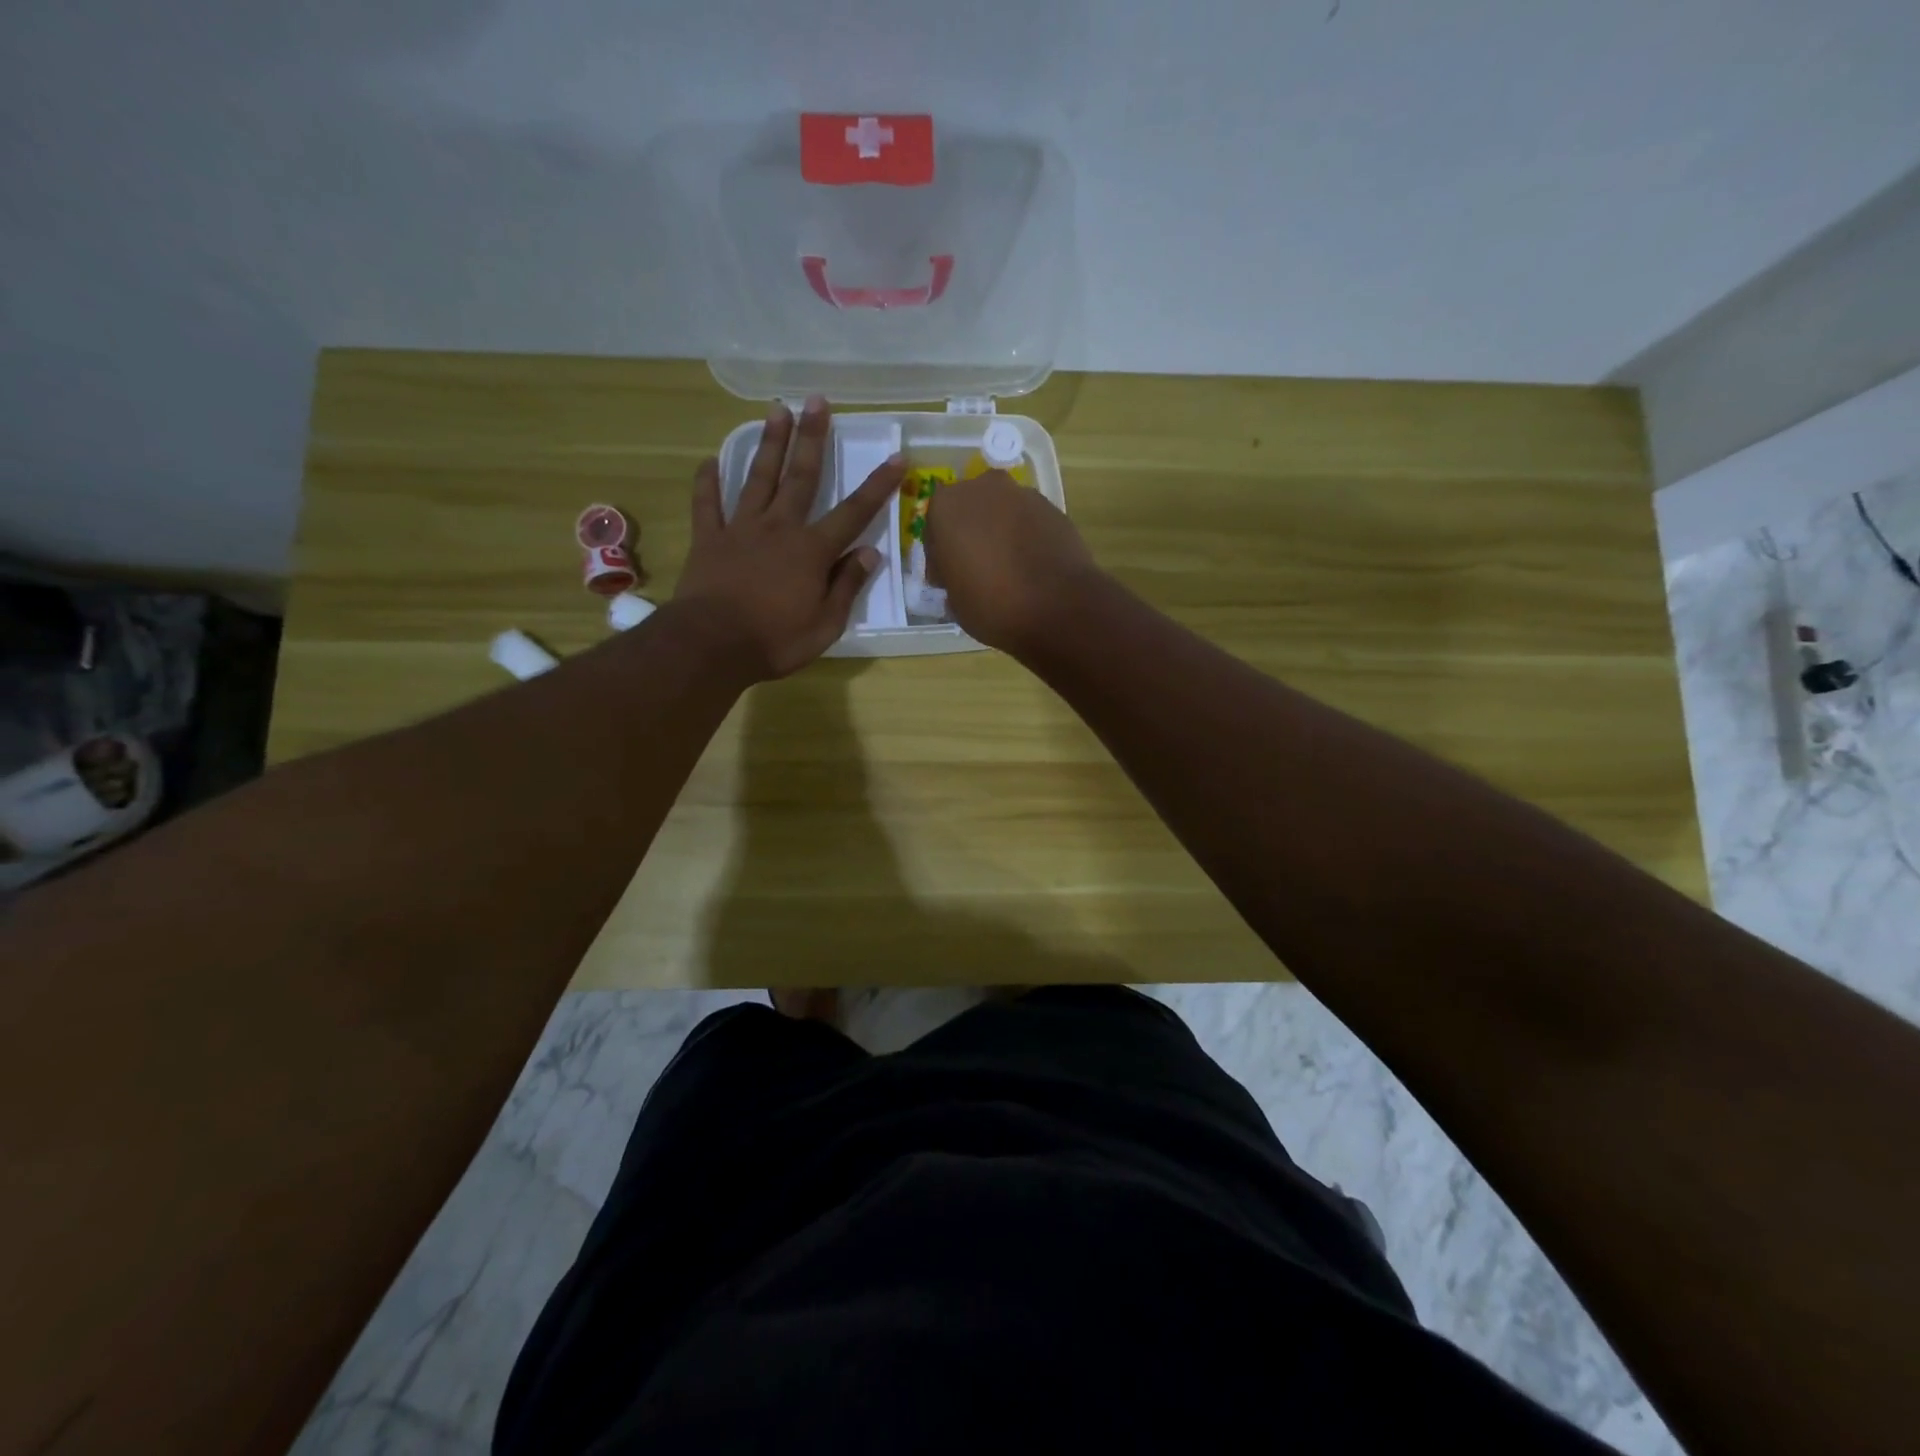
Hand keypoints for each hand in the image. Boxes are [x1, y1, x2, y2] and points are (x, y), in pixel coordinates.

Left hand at [676, 398, 903, 679]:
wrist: (711, 646)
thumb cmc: (775, 641)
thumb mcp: (825, 625)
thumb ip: (847, 586)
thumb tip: (870, 553)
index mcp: (812, 551)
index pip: (854, 513)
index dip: (878, 485)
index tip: (897, 457)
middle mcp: (779, 528)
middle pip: (801, 476)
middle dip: (813, 438)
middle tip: (817, 400)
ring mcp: (740, 529)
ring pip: (757, 478)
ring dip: (769, 444)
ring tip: (777, 410)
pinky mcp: (709, 539)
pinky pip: (707, 504)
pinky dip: (707, 482)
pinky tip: (709, 461)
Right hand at [924, 471, 1098, 653]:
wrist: (1059, 607)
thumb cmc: (992, 605)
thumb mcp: (954, 601)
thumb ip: (951, 577)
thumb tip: (961, 574)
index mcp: (947, 506)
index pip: (934, 528)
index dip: (939, 556)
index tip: (947, 580)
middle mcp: (983, 488)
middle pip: (969, 510)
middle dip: (970, 534)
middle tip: (975, 569)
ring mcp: (1023, 495)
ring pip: (1001, 513)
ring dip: (998, 533)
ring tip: (1006, 569)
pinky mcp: (1053, 508)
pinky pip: (1028, 522)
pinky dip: (1024, 537)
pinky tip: (1030, 567)